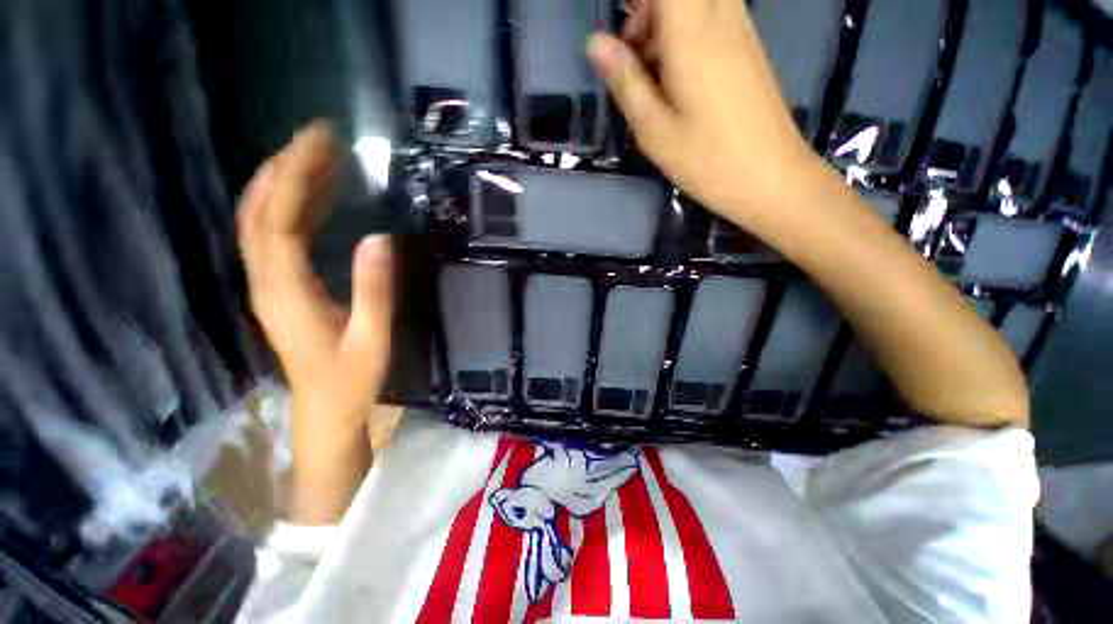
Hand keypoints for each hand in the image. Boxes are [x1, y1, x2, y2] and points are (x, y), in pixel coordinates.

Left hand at [237, 123, 393, 520]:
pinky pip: (271, 238)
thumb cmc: (351, 379)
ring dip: (281, 184)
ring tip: (315, 157)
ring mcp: (267, 285)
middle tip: (318, 139)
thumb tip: (379, 238)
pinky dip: (285, 208)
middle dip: (284, 168)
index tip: (320, 145)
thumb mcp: (372, 337)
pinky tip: (309, 197)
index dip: (294, 178)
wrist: (325, 411)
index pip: (279, 222)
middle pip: (259, 213)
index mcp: (288, 293)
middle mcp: (266, 282)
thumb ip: (373, 289)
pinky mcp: (277, 289)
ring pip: (258, 222)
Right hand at [589, 0, 819, 218]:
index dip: (639, 5)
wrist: (770, 177)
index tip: (626, 38)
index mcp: (692, 30)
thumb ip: (625, 80)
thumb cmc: (706, 159)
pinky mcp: (749, 45)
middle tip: (636, 59)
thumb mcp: (653, 129)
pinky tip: (680, 79)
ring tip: (655, 76)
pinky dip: (686, 34)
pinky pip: (712, 15)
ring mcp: (741, 27)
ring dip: (665, 25)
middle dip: (647, 12)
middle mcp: (722, 13)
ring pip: (695, 0)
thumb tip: (595, 44)